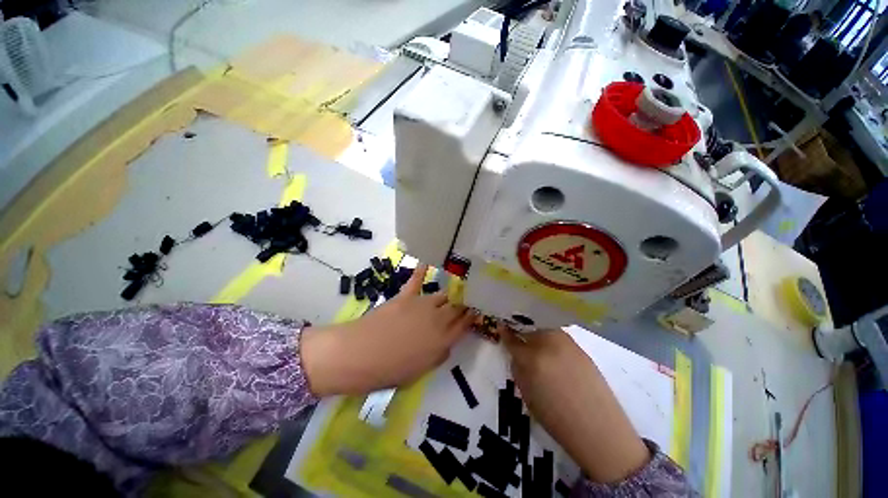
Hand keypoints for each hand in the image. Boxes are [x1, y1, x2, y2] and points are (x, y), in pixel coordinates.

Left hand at [302, 265, 476, 395]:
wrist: (361, 354)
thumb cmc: (390, 371)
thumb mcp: (420, 372)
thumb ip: (438, 356)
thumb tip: (447, 345)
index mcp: (443, 341)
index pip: (464, 325)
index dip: (472, 317)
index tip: (476, 312)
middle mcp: (438, 319)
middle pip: (456, 308)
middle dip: (464, 304)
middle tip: (468, 300)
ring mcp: (422, 305)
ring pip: (443, 295)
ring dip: (449, 294)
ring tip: (455, 289)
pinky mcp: (406, 297)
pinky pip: (416, 280)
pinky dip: (421, 271)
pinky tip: (426, 262)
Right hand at [501, 327, 649, 483]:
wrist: (598, 428)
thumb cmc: (556, 418)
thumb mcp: (527, 394)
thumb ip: (518, 368)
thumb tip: (514, 352)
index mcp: (532, 358)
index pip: (512, 339)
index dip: (505, 333)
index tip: (501, 327)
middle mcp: (548, 344)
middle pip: (529, 328)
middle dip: (521, 331)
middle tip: (519, 338)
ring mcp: (566, 343)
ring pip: (544, 329)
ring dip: (537, 333)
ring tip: (535, 344)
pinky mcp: (579, 347)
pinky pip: (558, 336)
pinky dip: (551, 339)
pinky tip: (552, 351)